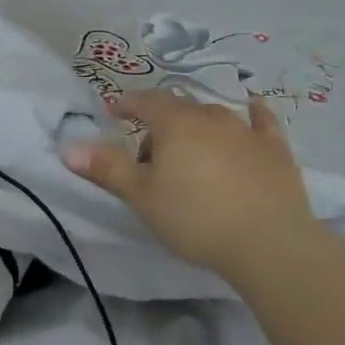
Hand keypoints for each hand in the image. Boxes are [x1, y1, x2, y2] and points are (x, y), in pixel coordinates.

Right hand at [65, 90, 315, 275]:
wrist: (269, 243)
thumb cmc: (194, 217)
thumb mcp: (141, 196)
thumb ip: (107, 168)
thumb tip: (69, 147)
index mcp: (175, 123)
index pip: (146, 101)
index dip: (127, 104)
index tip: (113, 111)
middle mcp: (211, 117)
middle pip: (178, 110)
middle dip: (159, 124)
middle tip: (148, 157)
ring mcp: (247, 131)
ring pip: (214, 116)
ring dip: (196, 127)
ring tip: (188, 154)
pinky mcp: (275, 149)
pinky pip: (262, 122)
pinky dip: (253, 115)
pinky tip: (254, 109)